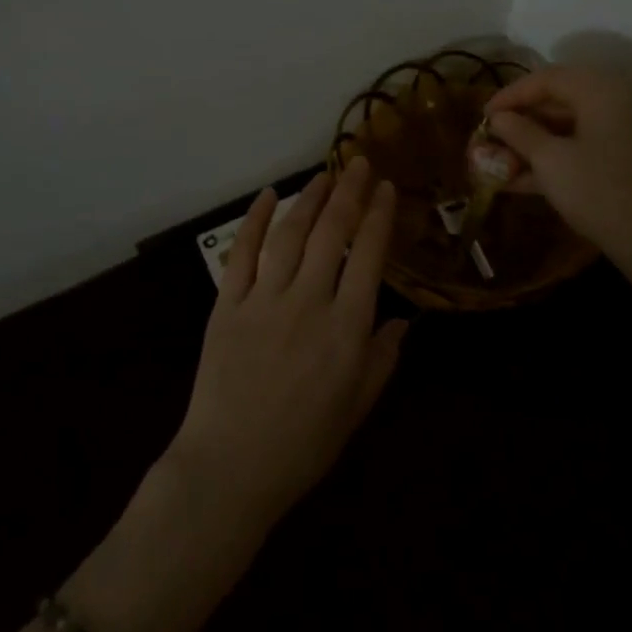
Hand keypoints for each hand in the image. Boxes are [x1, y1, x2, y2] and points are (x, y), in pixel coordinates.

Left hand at [168, 157, 406, 529]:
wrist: (231, 468)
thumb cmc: (303, 445)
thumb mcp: (357, 407)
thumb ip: (383, 358)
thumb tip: (404, 320)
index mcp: (346, 328)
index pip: (369, 256)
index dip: (379, 216)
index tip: (386, 188)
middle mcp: (309, 302)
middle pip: (333, 233)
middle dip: (349, 192)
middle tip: (359, 163)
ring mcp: (264, 299)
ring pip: (291, 234)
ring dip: (309, 198)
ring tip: (324, 174)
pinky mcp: (228, 304)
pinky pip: (242, 253)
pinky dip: (254, 220)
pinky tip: (268, 196)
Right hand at [484, 66, 631, 268]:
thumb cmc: (595, 190)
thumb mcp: (549, 159)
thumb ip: (519, 132)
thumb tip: (498, 118)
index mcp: (597, 92)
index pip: (545, 79)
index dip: (510, 95)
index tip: (482, 116)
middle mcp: (607, 104)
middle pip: (552, 102)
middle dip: (516, 122)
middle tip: (487, 139)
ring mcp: (610, 134)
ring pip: (559, 128)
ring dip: (525, 144)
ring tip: (492, 163)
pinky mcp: (610, 161)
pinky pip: (569, 149)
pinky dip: (542, 161)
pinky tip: (511, 181)